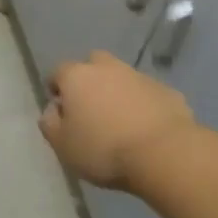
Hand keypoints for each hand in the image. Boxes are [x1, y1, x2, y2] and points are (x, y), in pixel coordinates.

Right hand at [40, 51, 201, 188]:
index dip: (56, 90)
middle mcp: (107, 67)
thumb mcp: (63, 146)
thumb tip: (52, 110)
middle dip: (89, 80)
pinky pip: (147, 94)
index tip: (60, 111)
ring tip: (121, 121)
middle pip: (93, 64)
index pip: (58, 72)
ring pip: (122, 78)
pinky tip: (146, 129)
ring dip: (118, 92)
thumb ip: (50, 124)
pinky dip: (143, 105)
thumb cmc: (104, 149)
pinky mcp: (167, 91)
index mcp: (77, 76)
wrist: (164, 153)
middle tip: (91, 109)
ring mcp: (140, 76)